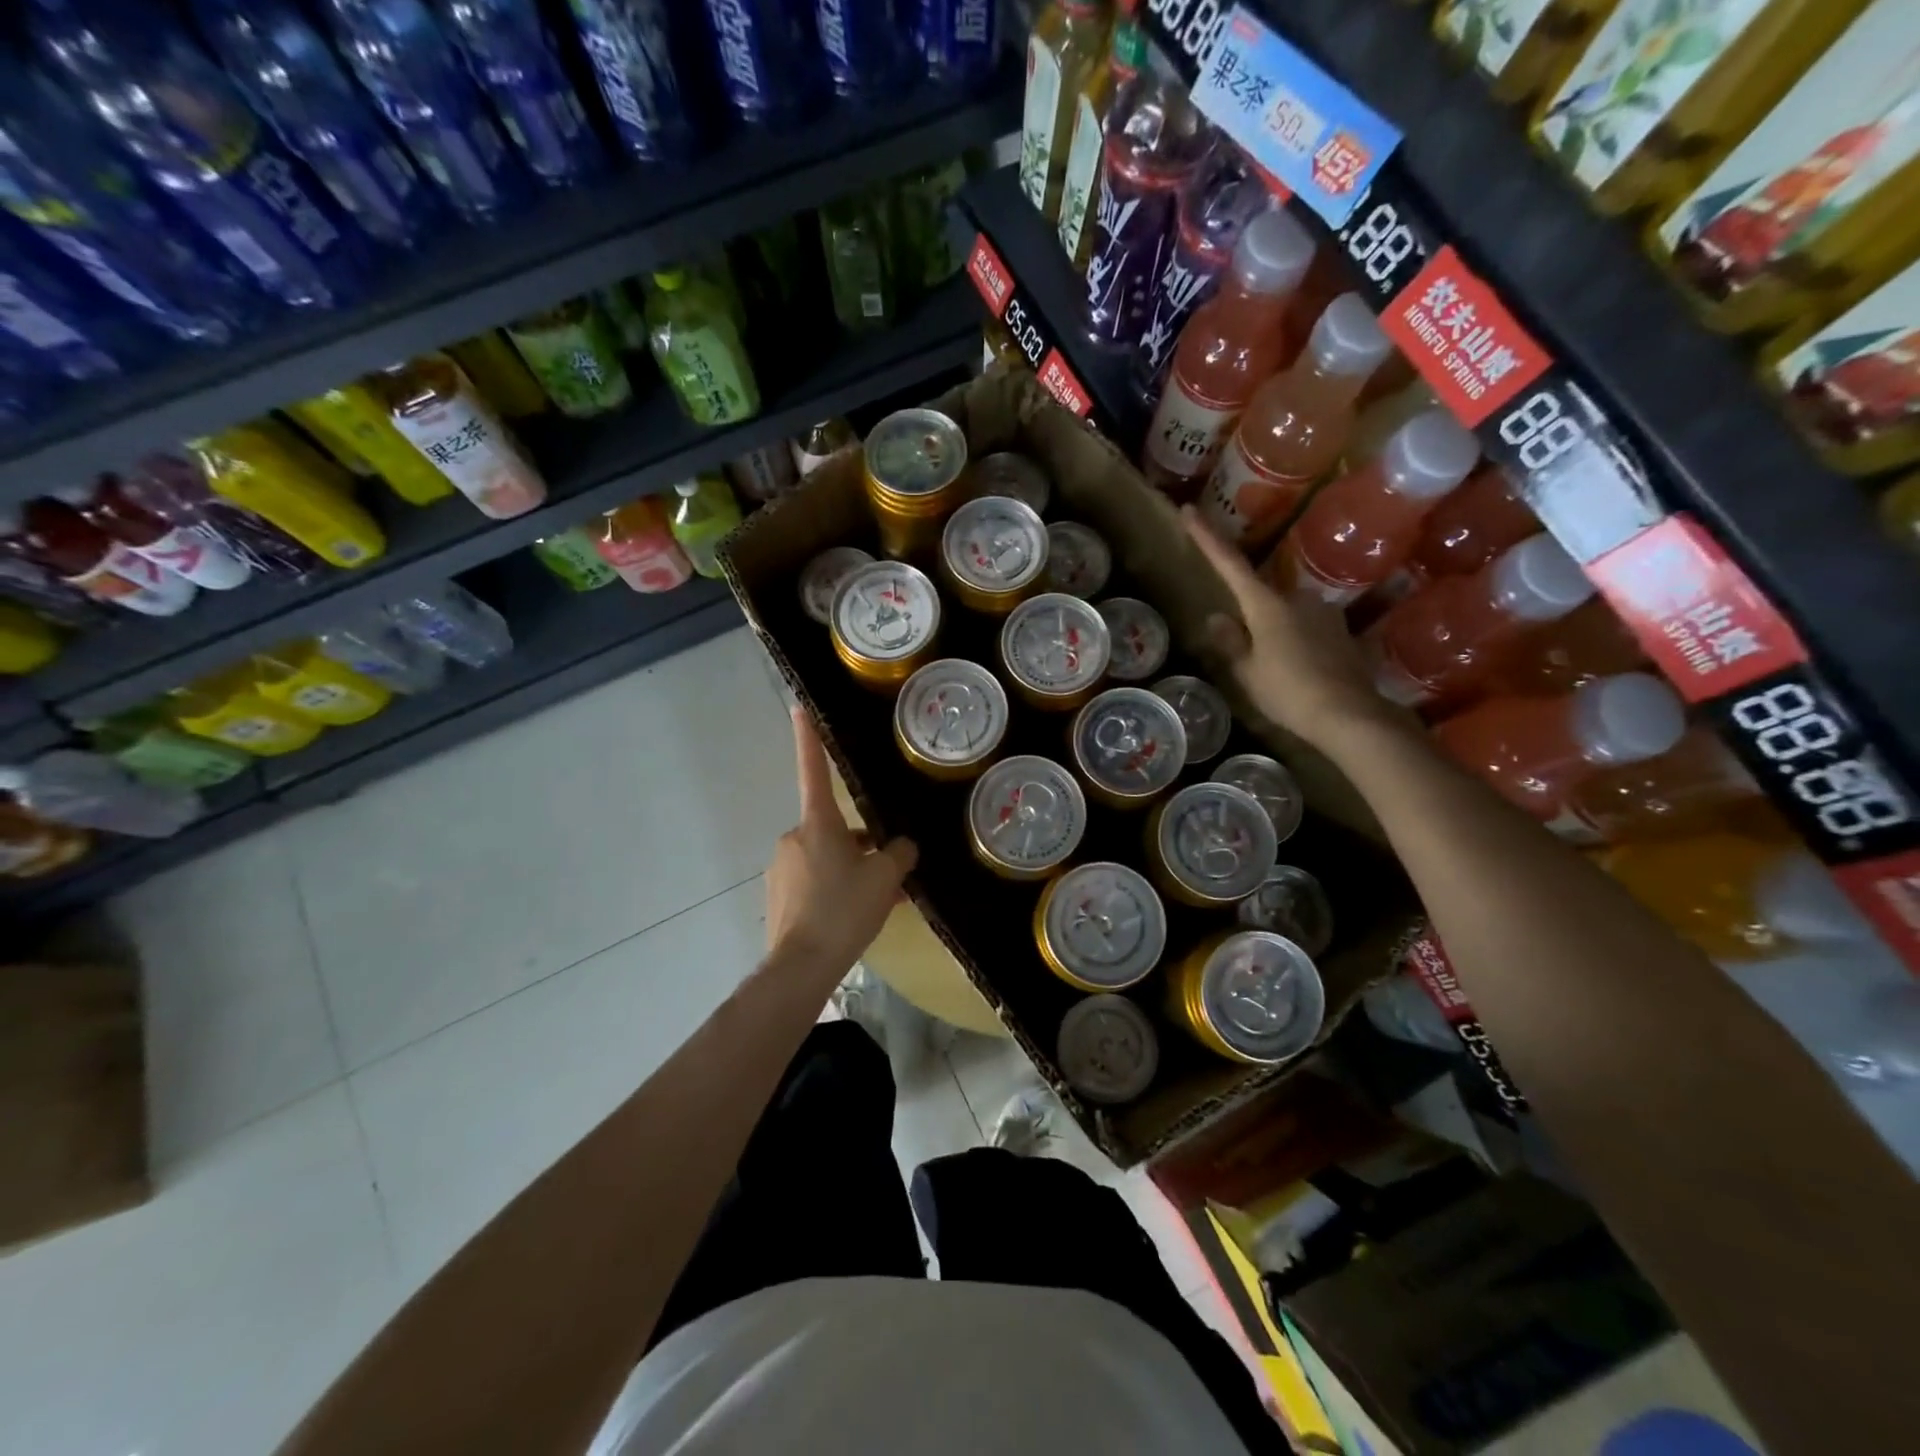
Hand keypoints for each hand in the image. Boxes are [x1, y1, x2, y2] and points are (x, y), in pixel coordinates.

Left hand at [766, 708, 917, 975]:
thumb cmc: (844, 910)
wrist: (801, 967)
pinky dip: (835, 891)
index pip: (813, 770)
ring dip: (852, 872)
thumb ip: (900, 854)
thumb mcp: (885, 878)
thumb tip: (902, 846)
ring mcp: (782, 867)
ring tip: (881, 902)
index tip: (797, 707)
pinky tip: (856, 917)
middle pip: (835, 829)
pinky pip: (814, 882)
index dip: (808, 738)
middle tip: (892, 874)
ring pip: (827, 859)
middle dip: (862, 846)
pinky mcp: (778, 895)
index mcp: (818, 823)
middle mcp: (795, 837)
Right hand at [1181, 506, 1393, 747]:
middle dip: (1250, 616)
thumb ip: (1231, 642)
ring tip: (1275, 671)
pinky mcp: (1340, 631)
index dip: (1207, 538)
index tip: (1188, 511)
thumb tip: (1217, 618)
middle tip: (1247, 652)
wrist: (1350, 715)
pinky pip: (1307, 629)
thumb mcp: (1248, 672)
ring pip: (1286, 614)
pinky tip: (1299, 672)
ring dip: (1275, 633)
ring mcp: (1323, 612)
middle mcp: (1297, 598)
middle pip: (1262, 595)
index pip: (1229, 564)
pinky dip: (1297, 644)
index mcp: (1266, 605)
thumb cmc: (1289, 692)